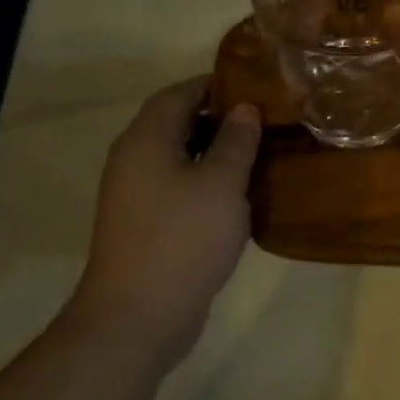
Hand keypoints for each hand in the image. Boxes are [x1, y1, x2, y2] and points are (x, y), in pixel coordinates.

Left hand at [72, 78, 260, 366]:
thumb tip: (244, 108)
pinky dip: (206, 180)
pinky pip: (178, 186)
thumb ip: (235, 140)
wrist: (139, 315)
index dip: (215, 84)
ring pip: (179, 156)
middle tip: (265, 118)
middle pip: (176, 122)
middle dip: (219, 117)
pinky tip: (238, 193)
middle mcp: (134, 159)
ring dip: (215, 150)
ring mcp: (136, 194)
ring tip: (259, 151)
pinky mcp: (145, 223)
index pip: (179, 93)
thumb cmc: (183, 238)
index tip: (256, 85)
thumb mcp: (222, 183)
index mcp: (146, 140)